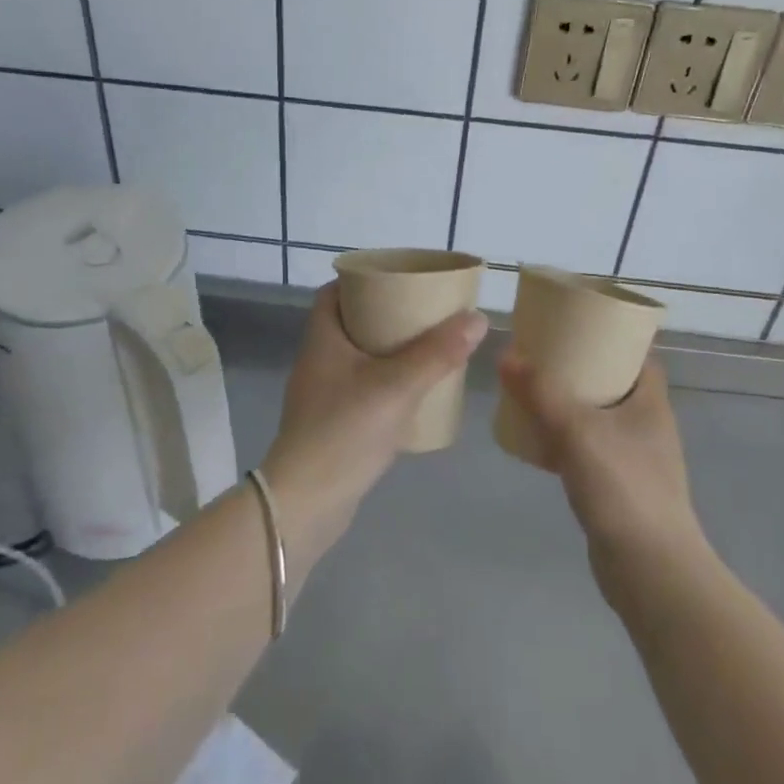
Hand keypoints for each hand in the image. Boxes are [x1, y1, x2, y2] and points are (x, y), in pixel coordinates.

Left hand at [262, 285, 486, 566]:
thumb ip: (437, 353)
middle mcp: (316, 360)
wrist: (306, 503)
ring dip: (387, 351)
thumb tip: (477, 318)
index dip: (361, 281)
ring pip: (357, 358)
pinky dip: (384, 382)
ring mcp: (321, 395)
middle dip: (384, 315)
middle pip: (349, 323)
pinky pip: (360, 388)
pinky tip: (412, 393)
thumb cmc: (345, 431)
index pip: (333, 293)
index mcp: (321, 339)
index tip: (397, 280)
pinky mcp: (330, 424)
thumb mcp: (397, 386)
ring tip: (425, 348)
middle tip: (422, 313)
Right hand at [496, 353, 706, 571]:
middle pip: (614, 384)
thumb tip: (506, 354)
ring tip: (532, 392)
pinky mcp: (619, 489)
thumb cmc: (622, 487)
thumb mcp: (577, 430)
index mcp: (650, 402)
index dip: (610, 337)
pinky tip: (537, 441)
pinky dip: (565, 441)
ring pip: (599, 418)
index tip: (574, 325)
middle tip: (542, 356)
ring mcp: (635, 460)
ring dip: (570, 405)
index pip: (637, 355)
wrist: (649, 570)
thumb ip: (541, 392)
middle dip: (580, 369)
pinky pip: (589, 451)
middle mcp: (648, 426)